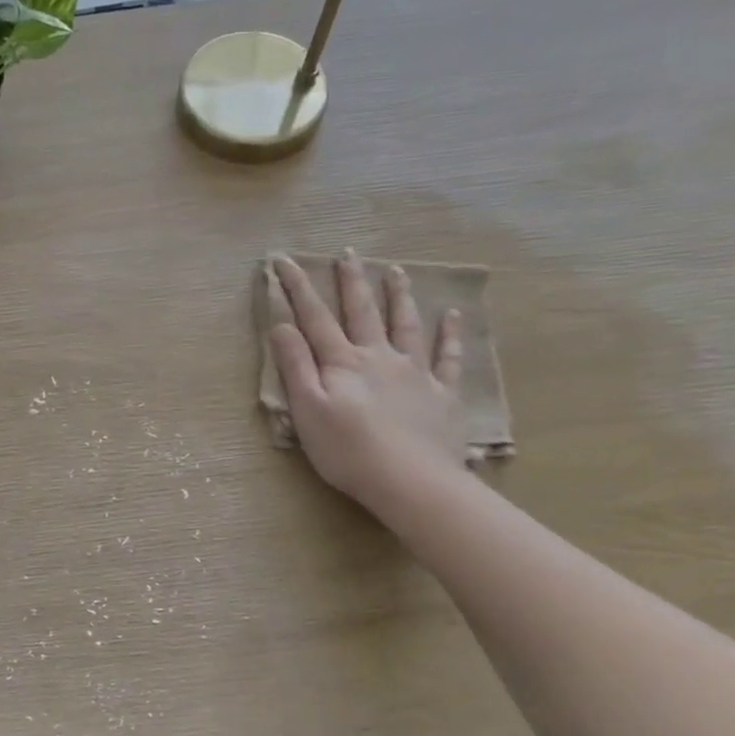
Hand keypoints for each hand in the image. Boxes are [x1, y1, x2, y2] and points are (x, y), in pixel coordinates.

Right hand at [270, 251, 468, 509]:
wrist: (411, 482)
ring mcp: (414, 372)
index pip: (314, 318)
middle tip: (347, 253)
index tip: (283, 261)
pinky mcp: (441, 393)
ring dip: (398, 295)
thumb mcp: (308, 410)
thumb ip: (295, 366)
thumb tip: (282, 326)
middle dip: (351, 281)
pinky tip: (452, 316)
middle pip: (362, 311)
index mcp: (342, 363)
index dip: (297, 288)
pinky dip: (449, 334)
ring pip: (405, 324)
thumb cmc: (348, 451)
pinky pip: (447, 357)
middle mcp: (378, 357)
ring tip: (396, 270)